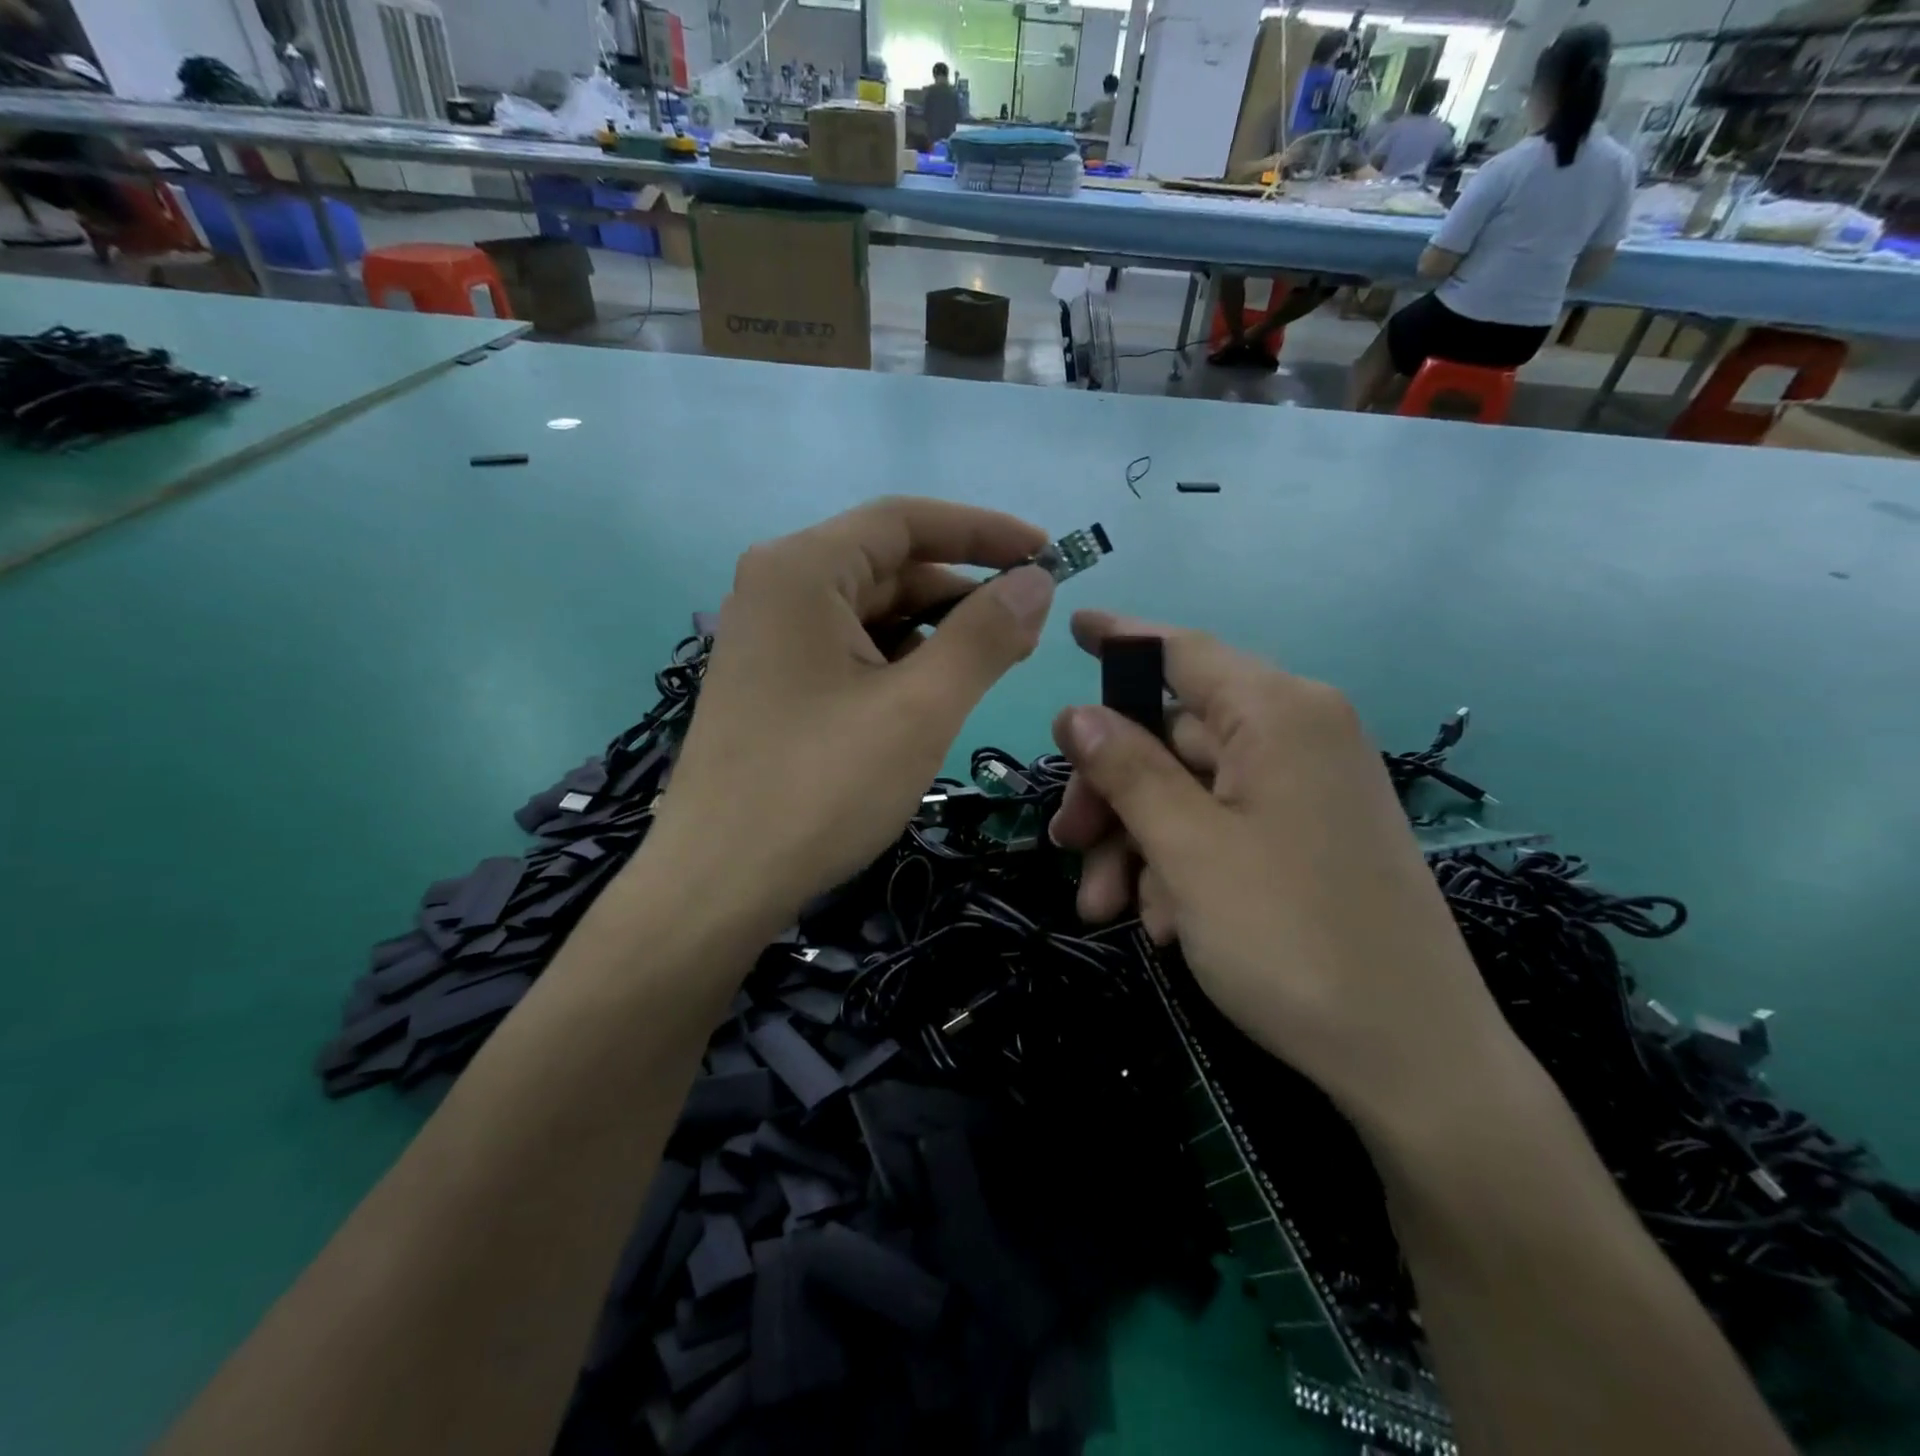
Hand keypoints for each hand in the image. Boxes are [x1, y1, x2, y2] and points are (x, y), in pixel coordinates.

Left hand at [645, 497, 1055, 936]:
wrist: (717, 884)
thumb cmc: (820, 787)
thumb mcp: (919, 707)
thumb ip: (984, 636)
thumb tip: (1037, 580)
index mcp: (802, 570)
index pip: (906, 521)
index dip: (984, 531)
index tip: (1048, 552)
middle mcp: (777, 589)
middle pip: (889, 566)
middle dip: (963, 593)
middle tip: (1029, 631)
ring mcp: (769, 639)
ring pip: (872, 613)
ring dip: (936, 632)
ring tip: (993, 666)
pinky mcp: (773, 683)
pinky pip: (850, 651)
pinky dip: (900, 663)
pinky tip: (935, 695)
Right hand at [1047, 611, 1514, 1132]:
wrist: (1414, 1061)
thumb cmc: (1292, 938)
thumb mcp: (1188, 848)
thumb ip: (1128, 769)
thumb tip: (1076, 712)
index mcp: (1280, 714)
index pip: (1183, 652)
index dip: (1121, 639)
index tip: (1072, 628)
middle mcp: (1299, 738)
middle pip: (1172, 737)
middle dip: (1111, 794)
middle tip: (1064, 844)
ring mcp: (1306, 792)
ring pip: (1189, 793)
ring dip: (1137, 844)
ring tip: (1106, 909)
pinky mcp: (1308, 841)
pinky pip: (1223, 831)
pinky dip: (1180, 868)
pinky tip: (1165, 925)